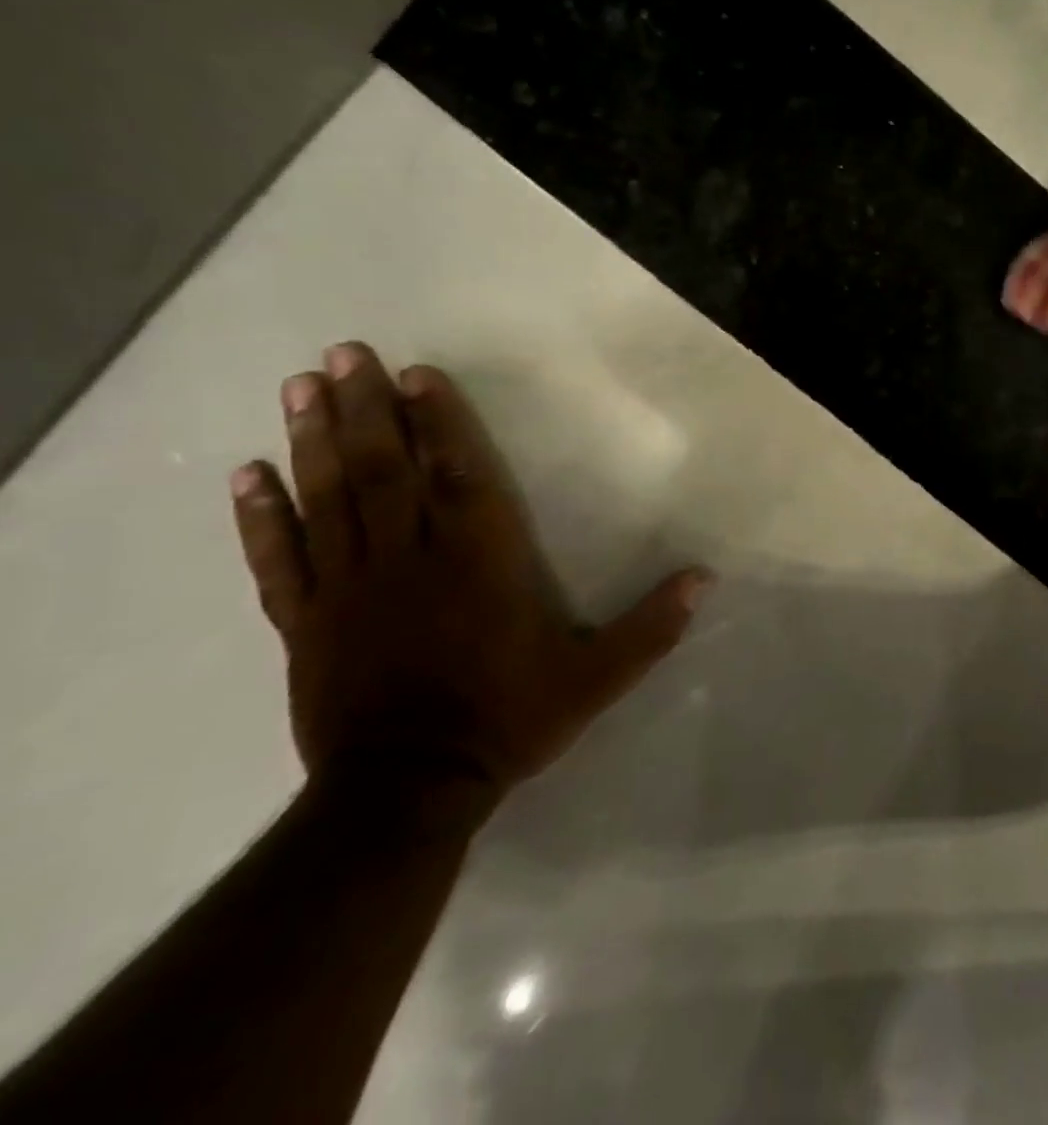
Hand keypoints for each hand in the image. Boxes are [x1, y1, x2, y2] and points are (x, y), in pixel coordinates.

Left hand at [229, 343, 708, 812]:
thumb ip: (651, 626)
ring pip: (330, 499)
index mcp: (481, 564)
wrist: (408, 791)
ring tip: (300, 387)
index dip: (441, 423)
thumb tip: (704, 577)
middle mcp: (412, 561)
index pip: (459, 477)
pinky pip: (279, 559)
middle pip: (385, 471)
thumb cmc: (508, 720)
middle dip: (367, 408)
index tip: (419, 374)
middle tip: (343, 353)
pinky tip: (246, 474)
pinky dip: (261, 516)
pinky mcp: (306, 621)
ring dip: (315, 440)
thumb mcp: (597, 678)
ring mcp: (351, 589)